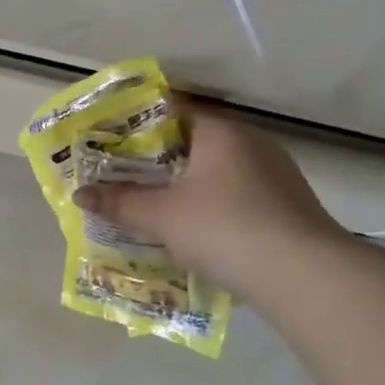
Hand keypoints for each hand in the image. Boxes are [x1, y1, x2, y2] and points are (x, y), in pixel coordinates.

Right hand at [72, 104, 349, 297]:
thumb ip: (119, 202)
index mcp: (220, 132)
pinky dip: (212, 208)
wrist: (304, 275)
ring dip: (186, 187)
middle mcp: (251, 143)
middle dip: (158, 161)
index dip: (139, 122)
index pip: (173, 109)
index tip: (111, 139)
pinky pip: (237, 197)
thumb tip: (79, 193)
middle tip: (123, 178)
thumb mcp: (161, 216)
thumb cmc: (224, 228)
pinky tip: (196, 233)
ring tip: (154, 208)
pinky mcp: (288, 207)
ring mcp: (275, 175)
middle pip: (194, 142)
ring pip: (217, 173)